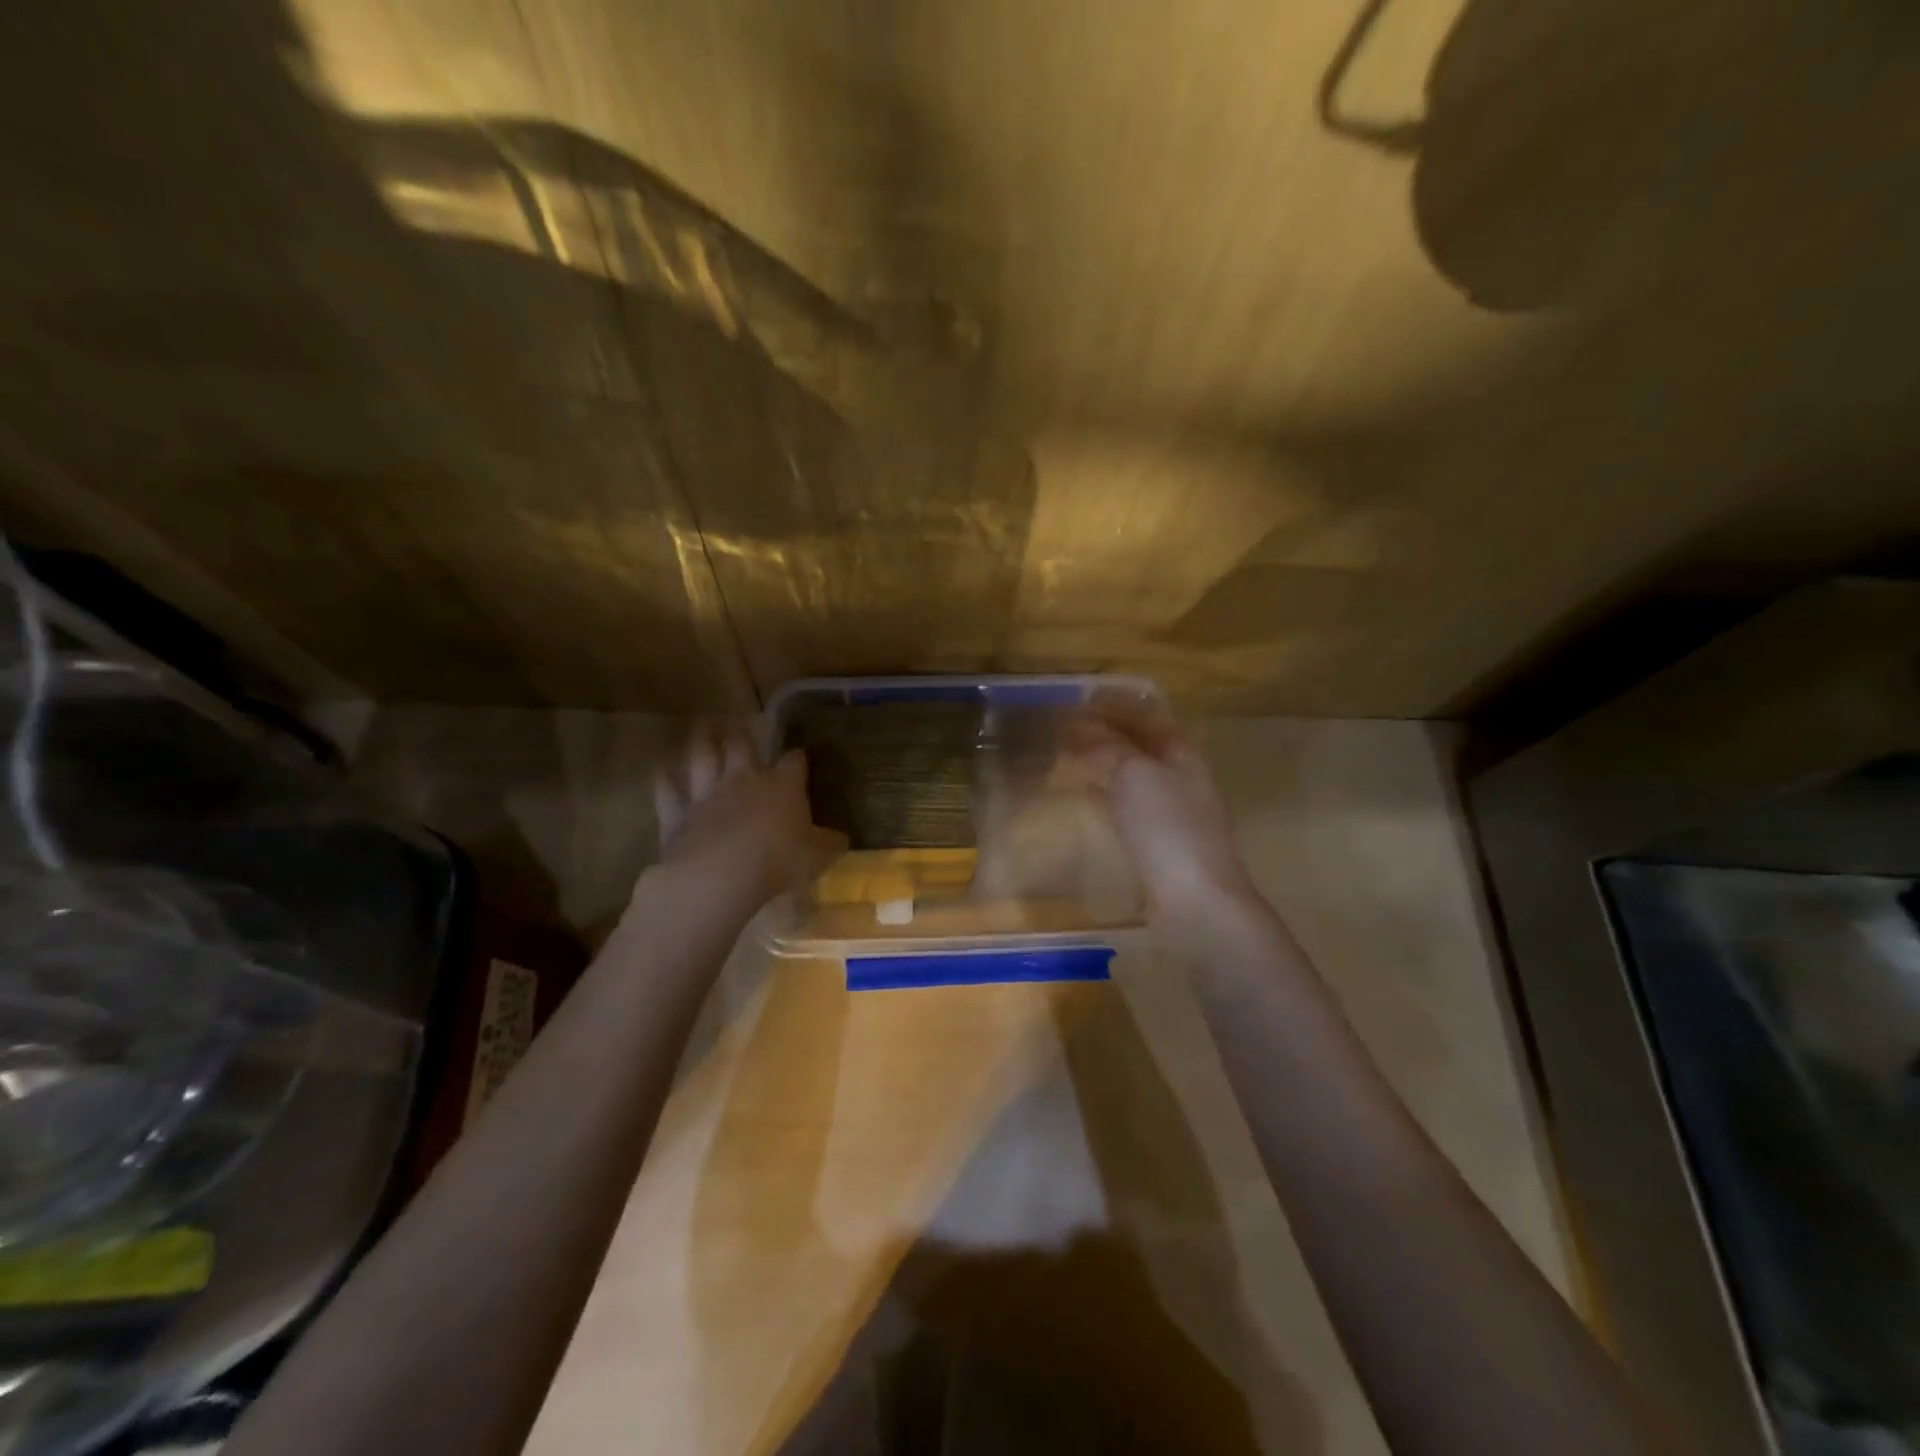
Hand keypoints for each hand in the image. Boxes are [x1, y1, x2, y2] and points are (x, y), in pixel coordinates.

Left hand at [652, 726, 845, 903]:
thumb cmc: (779, 863)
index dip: (797, 758)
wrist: (721, 876)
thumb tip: (841, 839)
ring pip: (702, 756)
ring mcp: (707, 793)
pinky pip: (667, 790)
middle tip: (739, 725)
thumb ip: (829, 844)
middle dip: (742, 734)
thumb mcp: (818, 857)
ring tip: (703, 727)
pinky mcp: (677, 813)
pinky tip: (663, 773)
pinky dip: (665, 780)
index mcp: (783, 786)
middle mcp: (743, 779)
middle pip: (741, 745)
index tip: (799, 758)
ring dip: (702, 740)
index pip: (793, 762)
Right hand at [1060, 694, 1257, 919]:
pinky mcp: (1160, 843)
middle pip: (1141, 743)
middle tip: (1067, 728)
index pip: (1147, 714)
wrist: (1196, 902)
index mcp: (1182, 752)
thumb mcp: (1133, 775)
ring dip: (1104, 762)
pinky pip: (1128, 804)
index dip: (1115, 703)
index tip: (1080, 699)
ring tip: (1070, 758)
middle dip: (1106, 731)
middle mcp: (1181, 776)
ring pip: (1133, 774)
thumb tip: (1080, 728)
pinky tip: (1088, 799)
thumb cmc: (1167, 828)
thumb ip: (1106, 746)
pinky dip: (1105, 792)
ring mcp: (1173, 812)